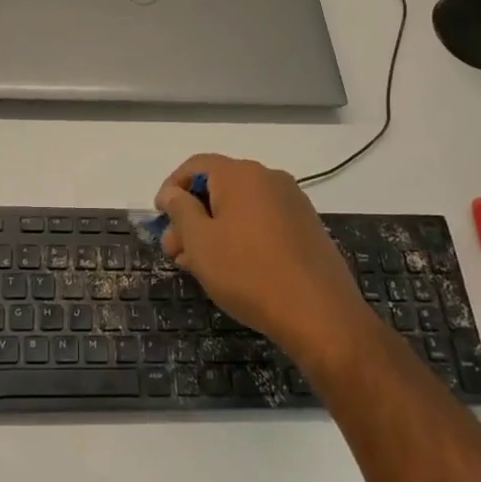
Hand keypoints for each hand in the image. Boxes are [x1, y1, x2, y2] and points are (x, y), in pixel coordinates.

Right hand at [156, 154, 376, 373]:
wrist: (320, 315)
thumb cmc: (249, 273)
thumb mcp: (201, 242)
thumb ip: (180, 210)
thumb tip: (172, 192)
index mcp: (241, 174)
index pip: (196, 166)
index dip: (172, 188)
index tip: (160, 219)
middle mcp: (268, 178)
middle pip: (218, 187)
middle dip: (191, 216)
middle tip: (174, 252)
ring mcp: (292, 202)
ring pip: (239, 208)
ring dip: (213, 230)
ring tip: (197, 266)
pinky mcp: (306, 228)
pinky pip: (261, 221)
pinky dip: (240, 236)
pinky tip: (231, 268)